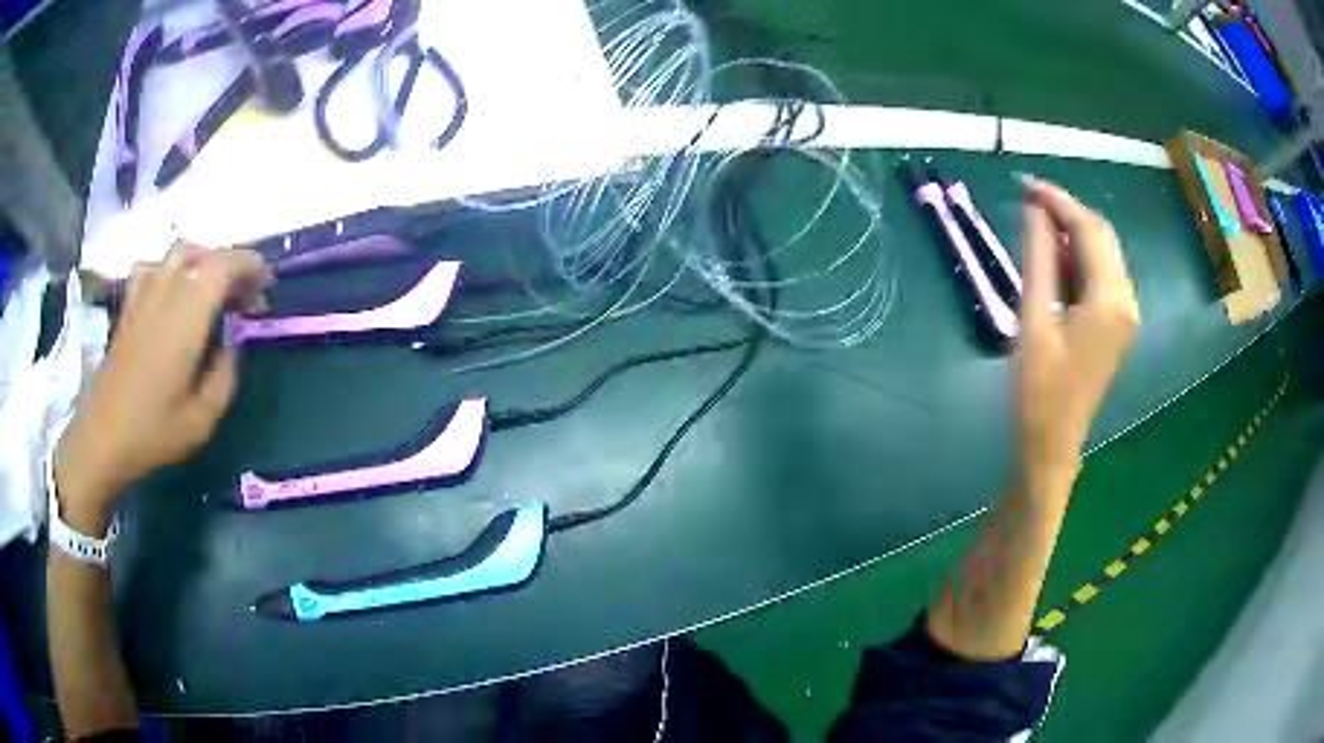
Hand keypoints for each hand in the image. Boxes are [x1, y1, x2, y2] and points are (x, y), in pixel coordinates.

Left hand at [53, 244, 270, 530]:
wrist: (102, 437)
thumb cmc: (152, 432)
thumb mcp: (202, 420)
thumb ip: (225, 377)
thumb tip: (232, 347)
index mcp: (186, 316)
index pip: (224, 265)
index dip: (251, 266)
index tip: (266, 286)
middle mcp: (165, 292)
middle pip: (205, 254)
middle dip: (231, 266)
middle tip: (244, 296)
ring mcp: (143, 294)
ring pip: (179, 253)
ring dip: (203, 262)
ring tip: (211, 289)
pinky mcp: (129, 305)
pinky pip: (153, 267)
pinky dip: (170, 270)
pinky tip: (172, 292)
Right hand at [1017, 178, 1139, 494]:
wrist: (1052, 444)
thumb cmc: (1038, 389)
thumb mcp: (1033, 319)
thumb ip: (1038, 257)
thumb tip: (1034, 209)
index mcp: (1109, 300)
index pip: (1089, 229)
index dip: (1058, 201)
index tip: (1025, 184)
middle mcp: (1127, 300)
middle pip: (1102, 236)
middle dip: (1067, 213)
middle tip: (1027, 203)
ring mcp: (1126, 313)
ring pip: (1103, 254)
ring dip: (1073, 236)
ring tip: (1036, 232)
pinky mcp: (1119, 324)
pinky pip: (1102, 276)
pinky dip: (1080, 260)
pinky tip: (1055, 264)